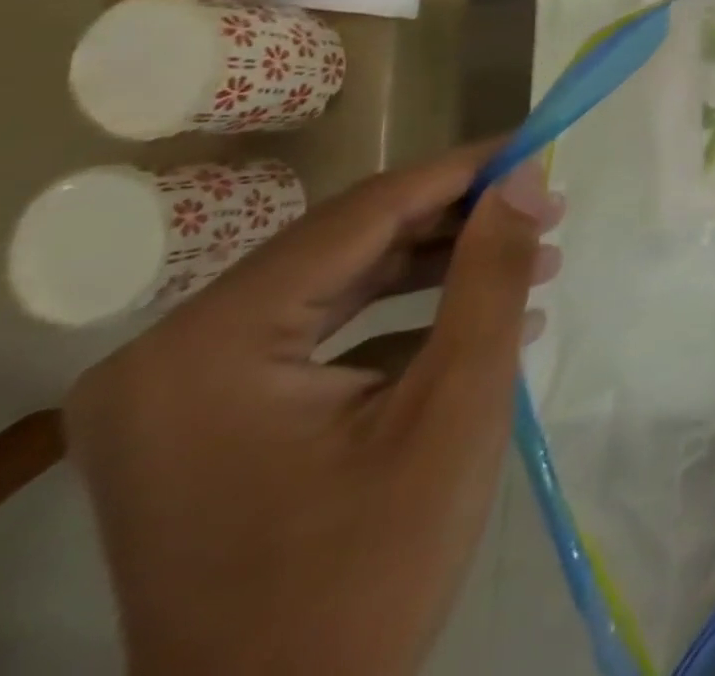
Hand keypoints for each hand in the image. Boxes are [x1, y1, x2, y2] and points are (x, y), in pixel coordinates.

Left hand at [65, 140, 562, 675]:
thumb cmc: (372, 568)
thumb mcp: (456, 407)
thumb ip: (491, 276)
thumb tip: (528, 175)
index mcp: (206, 348)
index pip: (358, 215)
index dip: (460, 171)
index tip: (537, 146)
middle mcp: (168, 353)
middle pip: (342, 244)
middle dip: (456, 220)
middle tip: (547, 206)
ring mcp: (177, 390)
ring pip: (336, 283)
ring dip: (438, 265)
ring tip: (533, 256)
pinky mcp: (205, 418)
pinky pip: (318, 332)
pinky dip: (402, 315)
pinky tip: (481, 319)